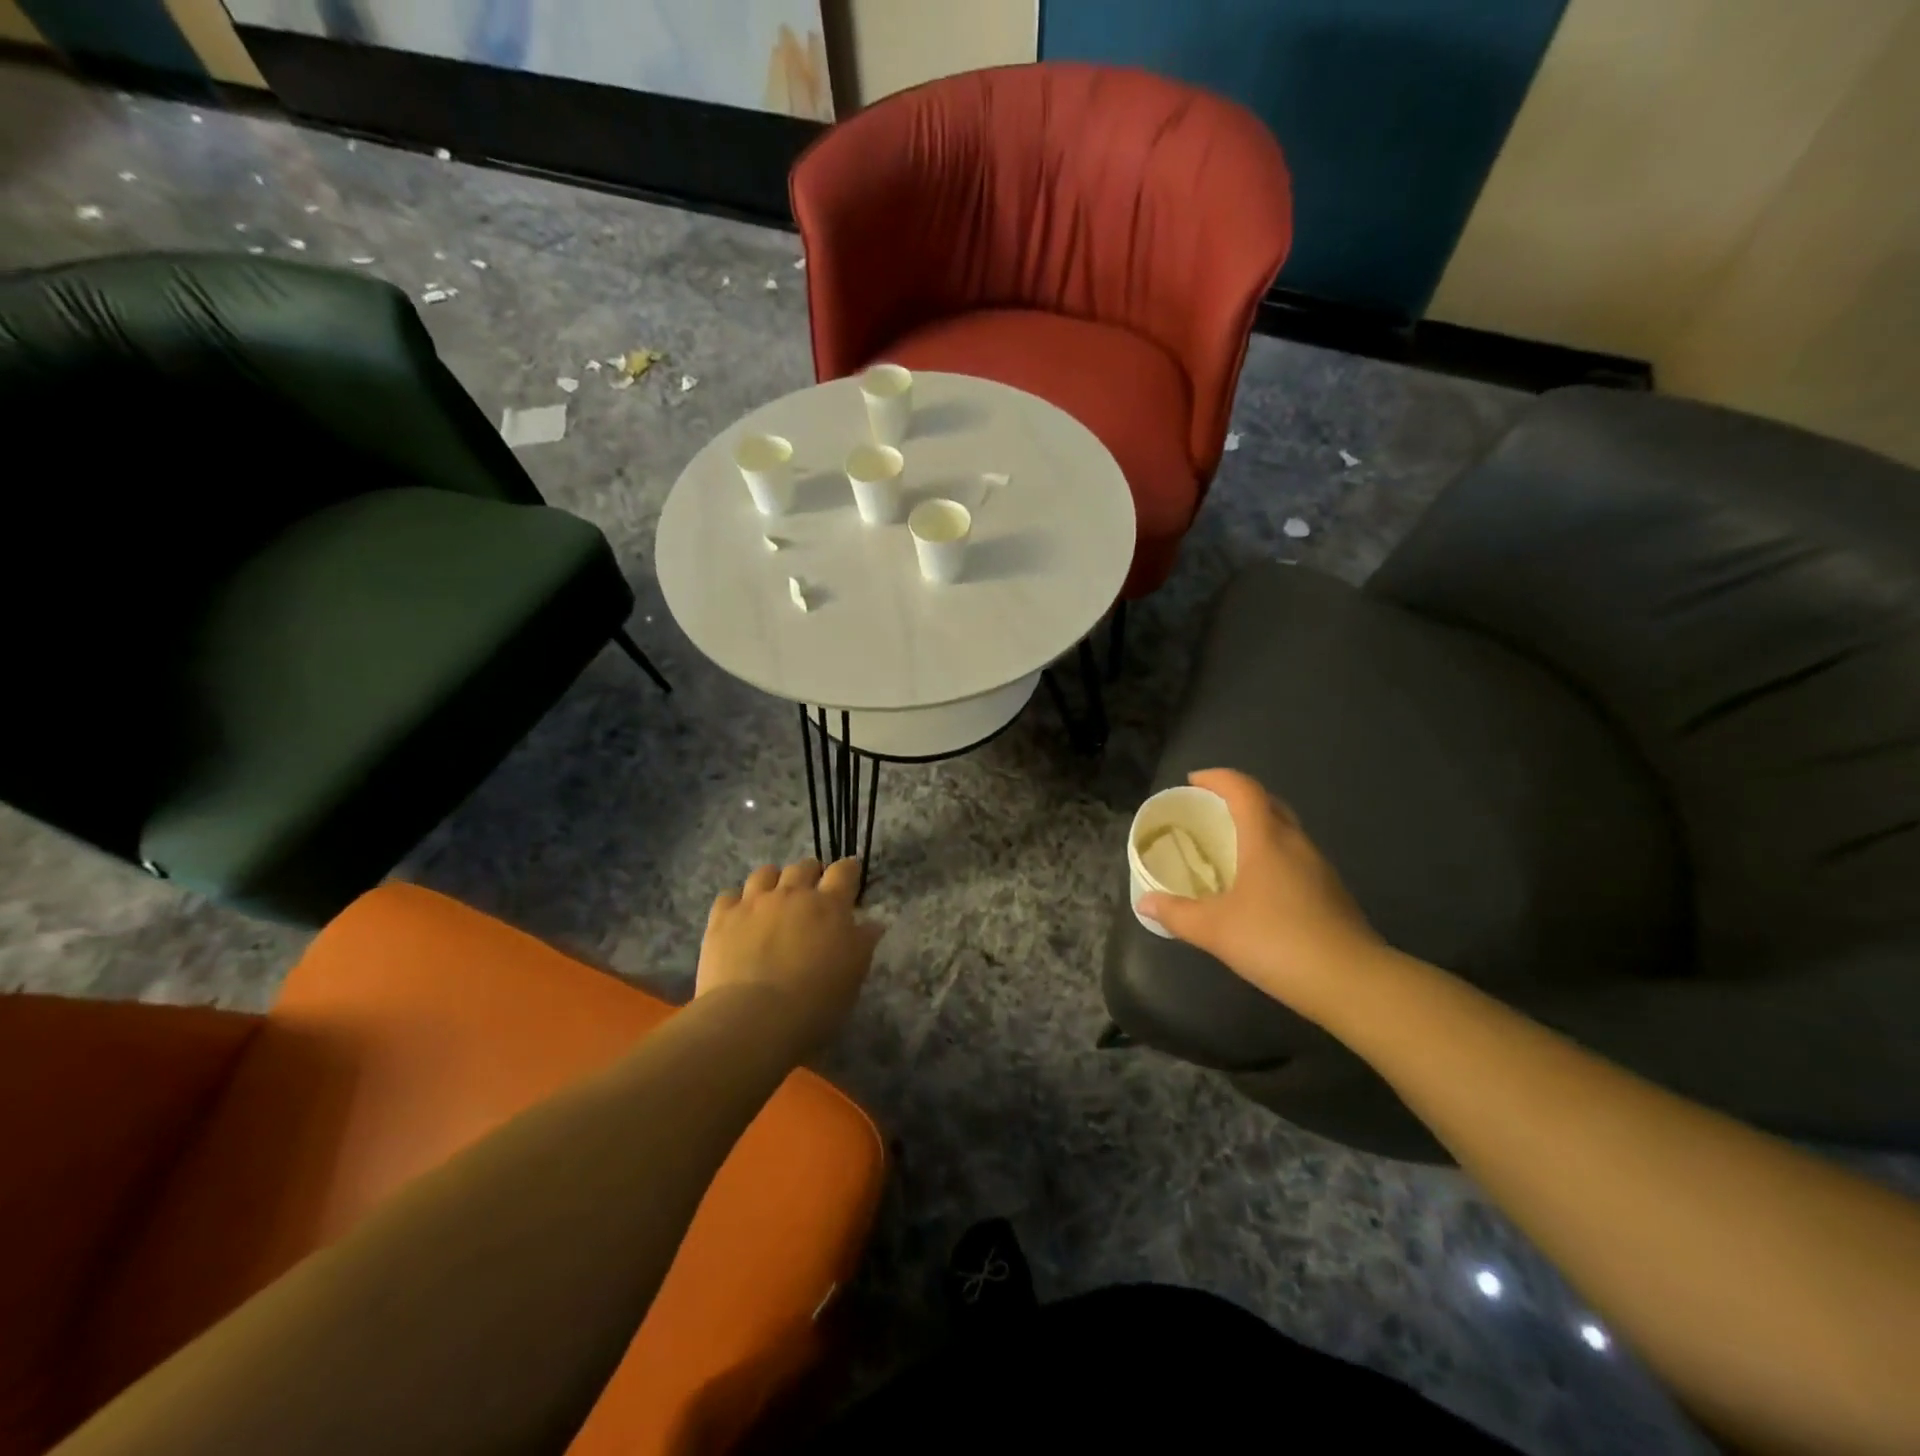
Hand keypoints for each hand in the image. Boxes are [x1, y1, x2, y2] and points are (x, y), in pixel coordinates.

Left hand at [697, 857, 882, 1051]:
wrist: (753, 1019)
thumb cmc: (815, 1002)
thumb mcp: (854, 975)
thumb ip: (863, 943)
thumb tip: (871, 923)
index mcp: (829, 906)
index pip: (843, 871)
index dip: (848, 871)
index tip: (849, 879)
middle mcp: (792, 894)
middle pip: (803, 867)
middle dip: (810, 874)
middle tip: (811, 893)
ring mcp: (754, 903)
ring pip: (765, 873)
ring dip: (773, 881)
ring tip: (774, 899)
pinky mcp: (722, 918)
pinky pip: (729, 896)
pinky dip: (737, 902)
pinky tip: (739, 918)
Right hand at [1137, 769, 1385, 1025]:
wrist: (1353, 983)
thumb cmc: (1277, 941)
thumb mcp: (1215, 929)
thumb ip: (1177, 913)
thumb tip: (1145, 903)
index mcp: (1267, 839)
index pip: (1243, 789)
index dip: (1217, 778)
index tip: (1193, 781)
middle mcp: (1296, 844)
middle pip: (1268, 804)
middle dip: (1238, 799)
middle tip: (1209, 812)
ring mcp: (1319, 869)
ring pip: (1286, 832)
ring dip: (1258, 829)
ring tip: (1229, 849)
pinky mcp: (1331, 894)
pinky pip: (1296, 859)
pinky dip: (1273, 857)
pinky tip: (1258, 888)